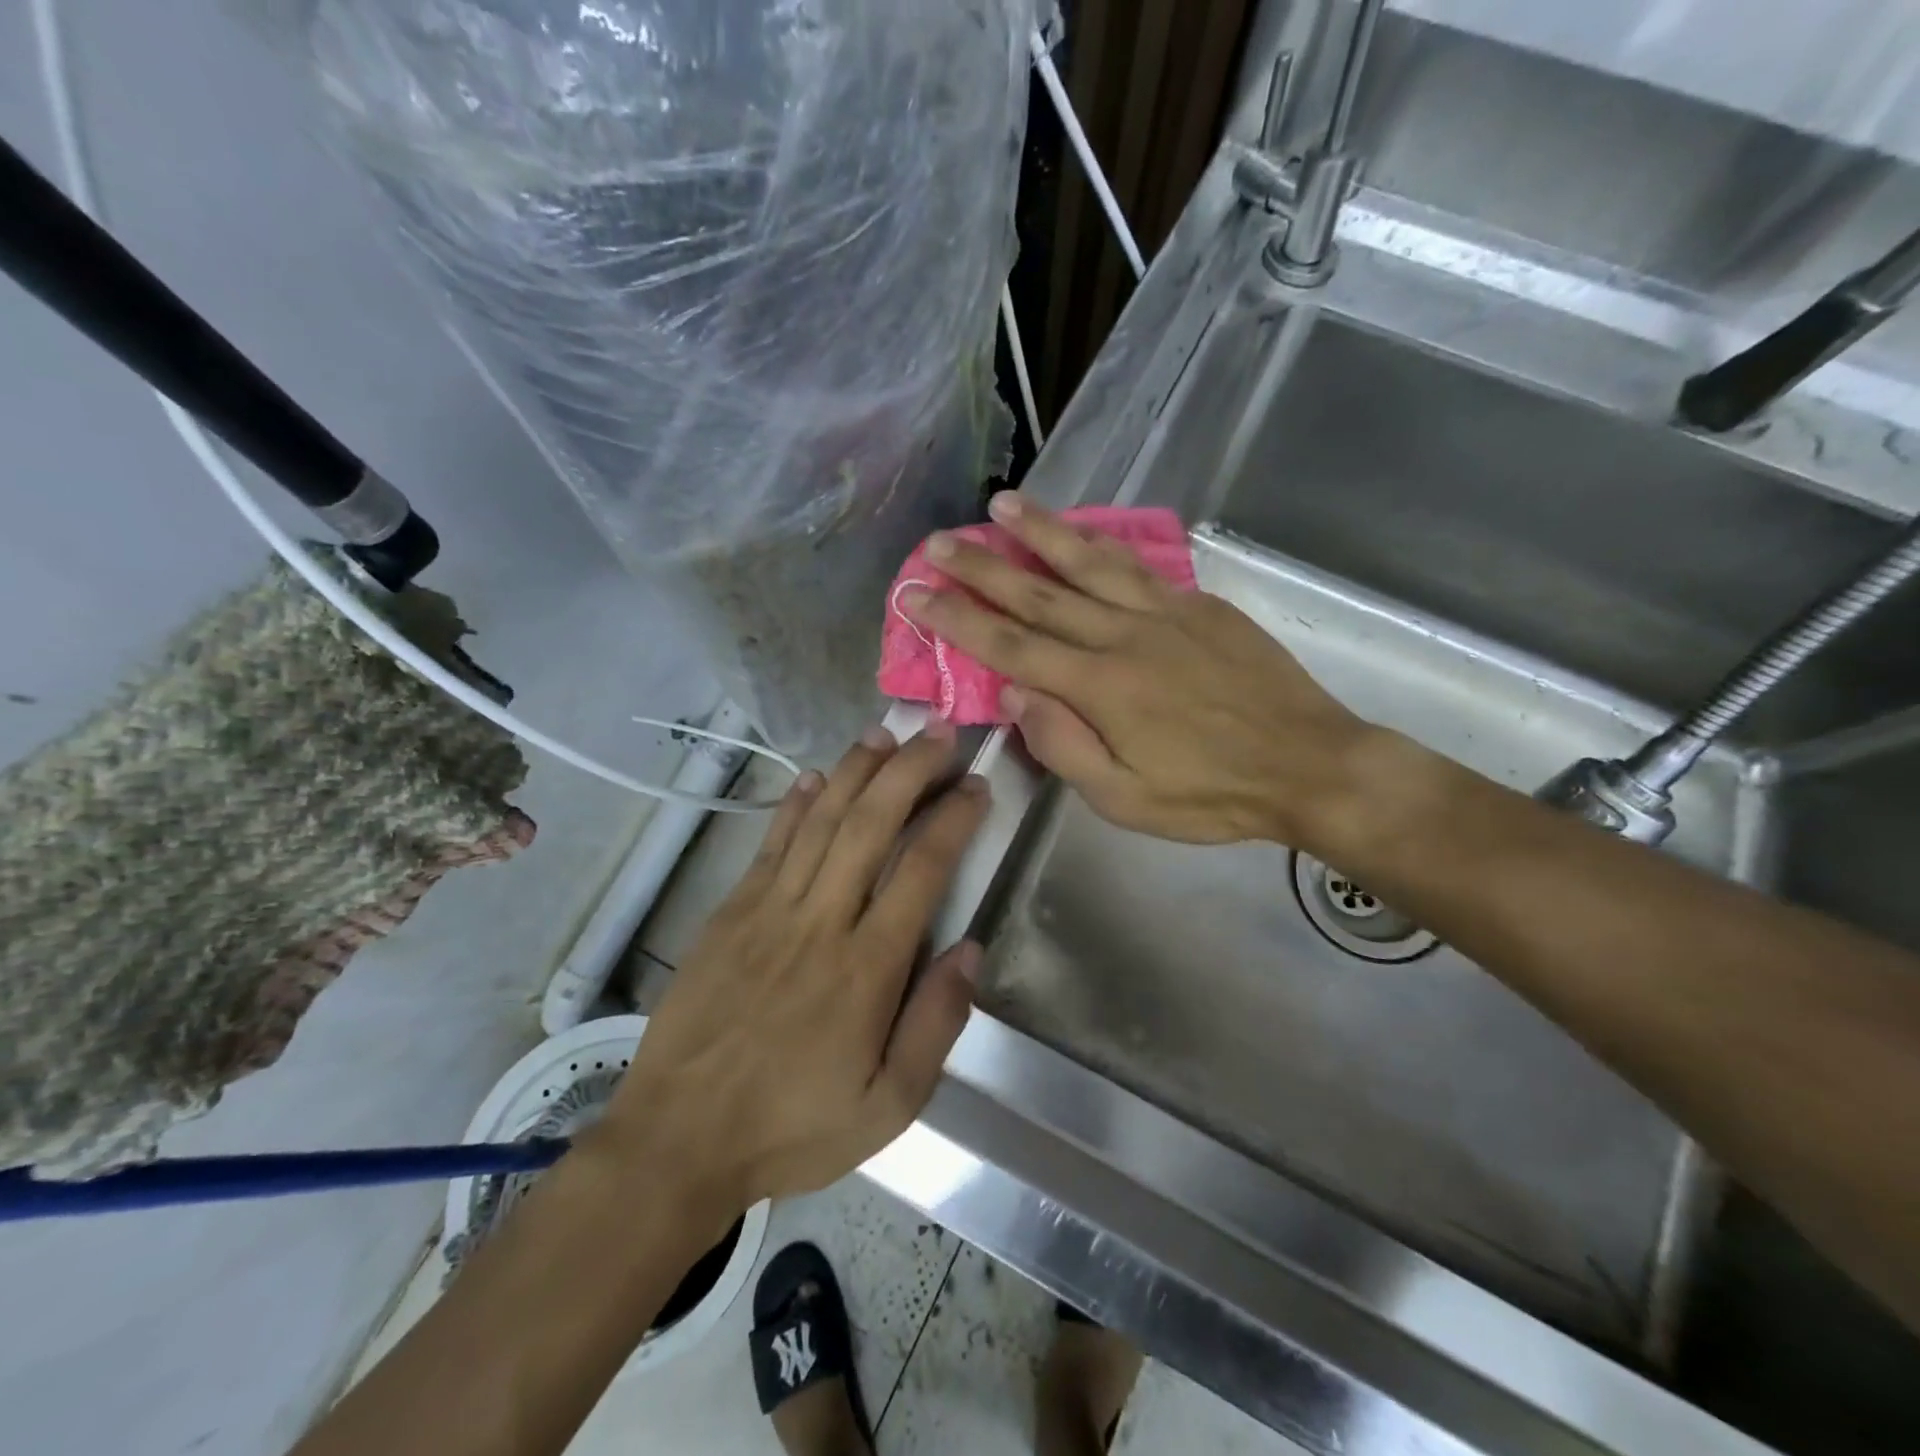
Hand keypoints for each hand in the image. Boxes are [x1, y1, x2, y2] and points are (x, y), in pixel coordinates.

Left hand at [591, 725, 988, 1228]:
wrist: (678, 1140)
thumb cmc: (793, 1126)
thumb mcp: (889, 1106)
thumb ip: (936, 1024)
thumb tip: (970, 948)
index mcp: (866, 968)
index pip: (922, 869)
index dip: (954, 819)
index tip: (977, 786)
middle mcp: (820, 922)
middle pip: (870, 825)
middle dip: (910, 770)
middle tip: (940, 734)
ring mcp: (768, 910)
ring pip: (820, 820)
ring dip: (857, 771)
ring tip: (887, 734)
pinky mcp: (730, 912)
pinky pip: (770, 844)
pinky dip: (796, 804)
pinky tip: (817, 776)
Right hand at [899, 493, 1370, 845]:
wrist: (1308, 765)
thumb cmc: (1210, 795)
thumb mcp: (1125, 800)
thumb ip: (1065, 747)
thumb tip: (1016, 696)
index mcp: (1099, 687)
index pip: (1010, 645)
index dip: (957, 619)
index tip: (915, 593)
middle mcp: (1124, 636)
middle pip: (1039, 593)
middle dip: (981, 566)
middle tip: (938, 541)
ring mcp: (1164, 613)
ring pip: (1089, 563)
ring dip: (1041, 532)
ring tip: (1003, 504)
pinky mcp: (1198, 606)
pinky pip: (1138, 566)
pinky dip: (1101, 543)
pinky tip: (1082, 530)